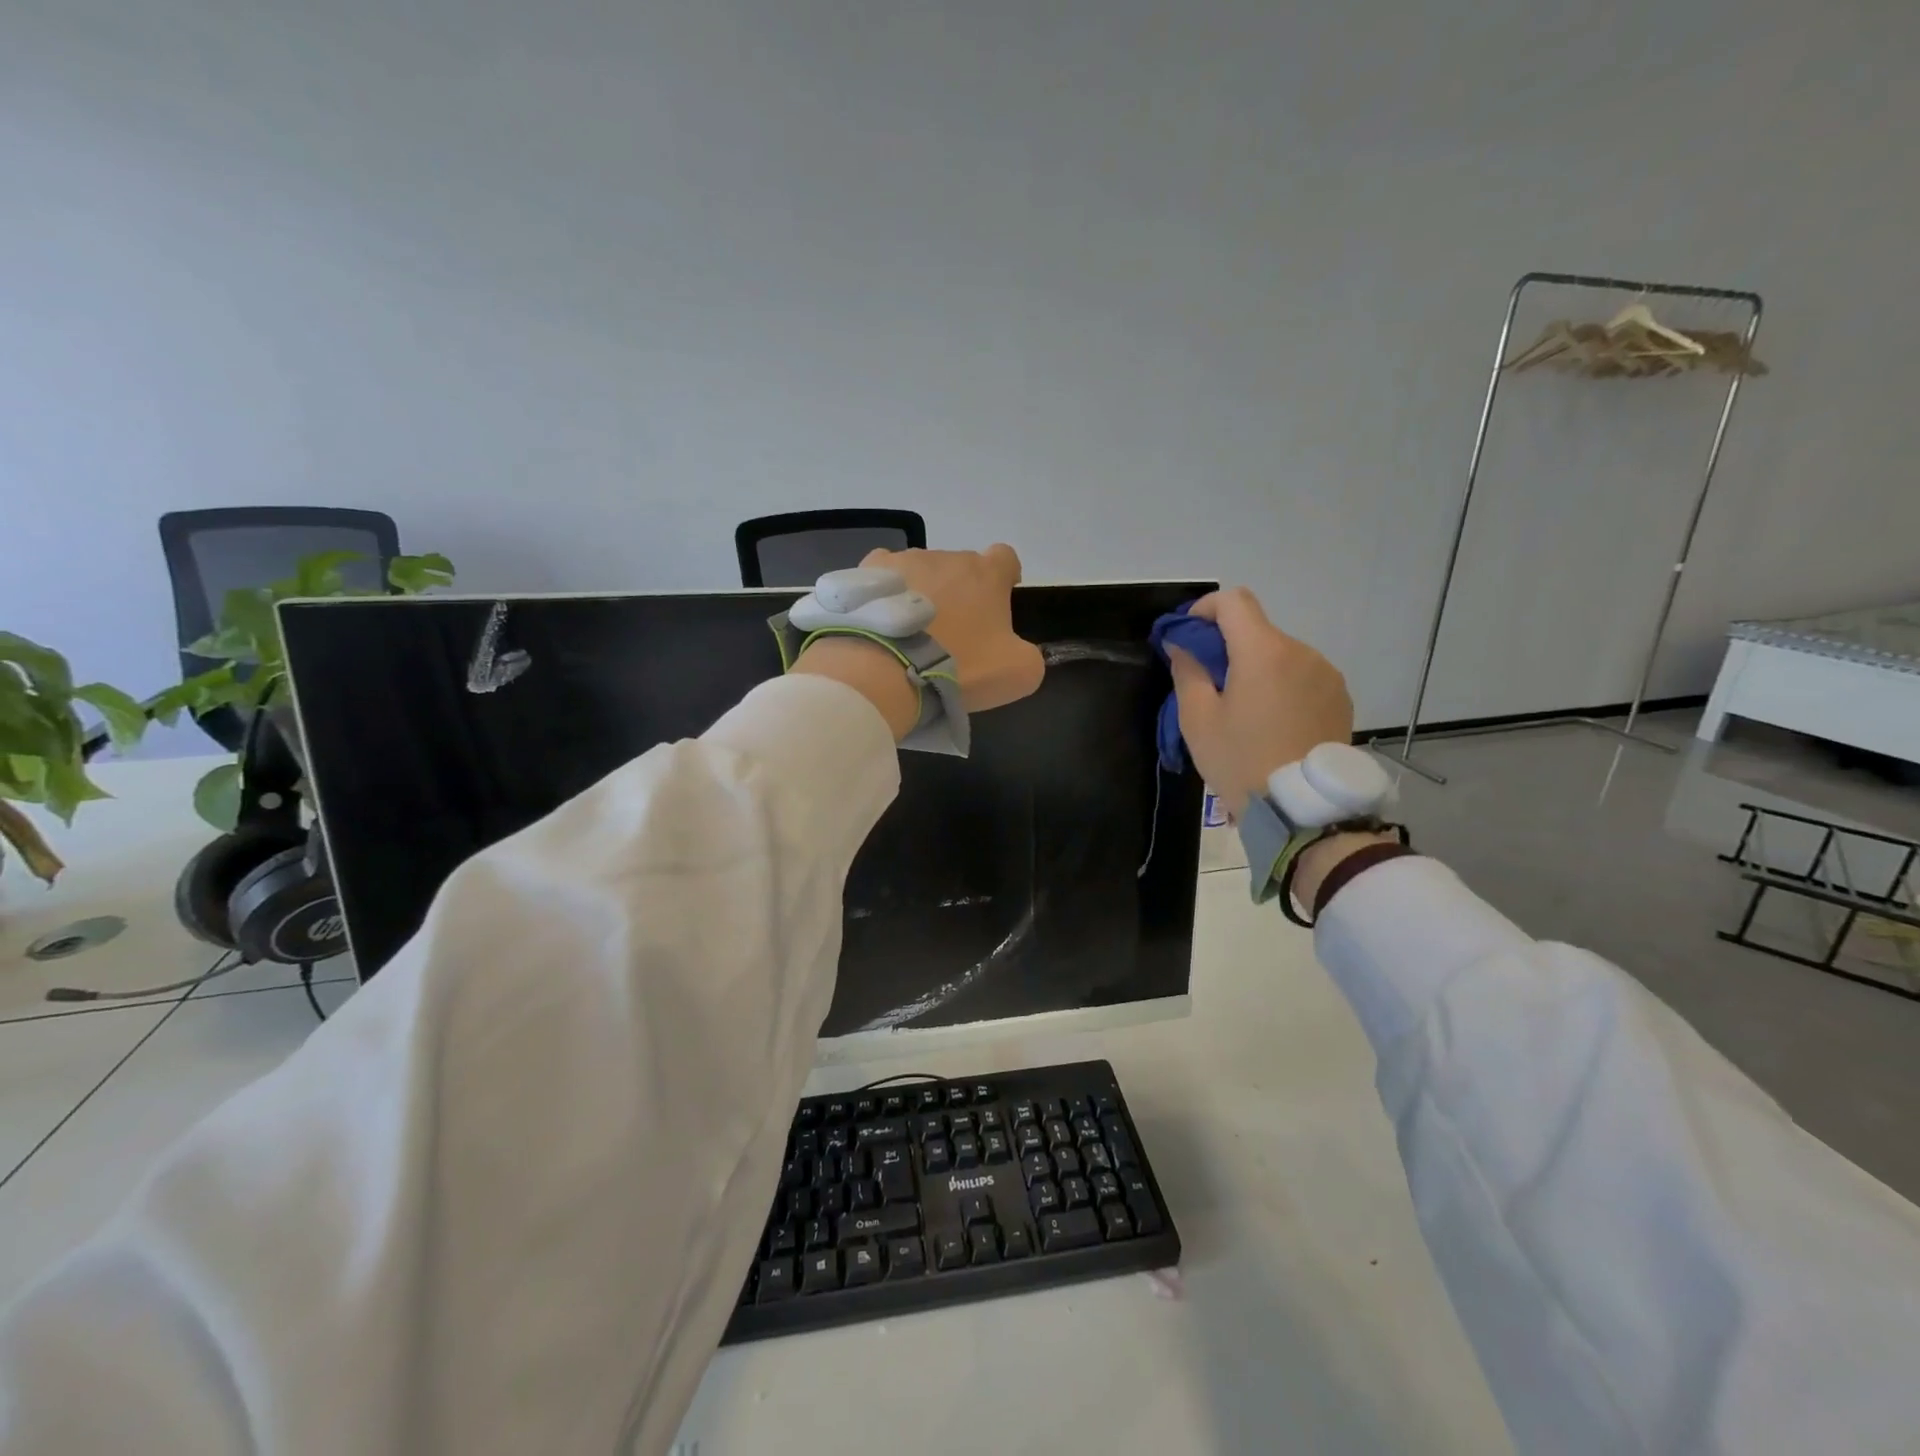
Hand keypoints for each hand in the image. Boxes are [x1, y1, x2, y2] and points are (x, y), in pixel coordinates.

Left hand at [792, 544, 1044, 738]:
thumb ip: (1029, 655)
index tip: (998, 602)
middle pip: (960, 568)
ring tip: (910, 633)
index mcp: (986, 574)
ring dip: (922, 594)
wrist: (888, 669)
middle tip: (951, 633)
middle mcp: (947, 556)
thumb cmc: (960, 666)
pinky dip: (887, 595)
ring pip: (921, 572)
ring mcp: (904, 560)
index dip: (1004, 577)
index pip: (1005, 558)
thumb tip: (1016, 650)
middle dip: (960, 593)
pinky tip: (881, 622)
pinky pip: (884, 578)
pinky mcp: (868, 572)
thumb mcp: (1018, 673)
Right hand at [1165, 588, 1352, 819]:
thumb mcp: (1198, 719)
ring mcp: (1326, 674)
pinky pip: (1303, 677)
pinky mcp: (1340, 697)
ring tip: (1245, 711)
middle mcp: (1301, 652)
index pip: (1234, 602)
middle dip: (1229, 647)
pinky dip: (1282, 686)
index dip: (1205, 609)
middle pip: (1257, 631)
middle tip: (1209, 684)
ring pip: (1280, 655)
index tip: (1188, 635)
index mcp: (1263, 651)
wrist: (1303, 808)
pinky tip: (1273, 723)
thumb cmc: (1241, 760)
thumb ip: (1187, 671)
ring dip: (1258, 668)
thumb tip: (1182, 644)